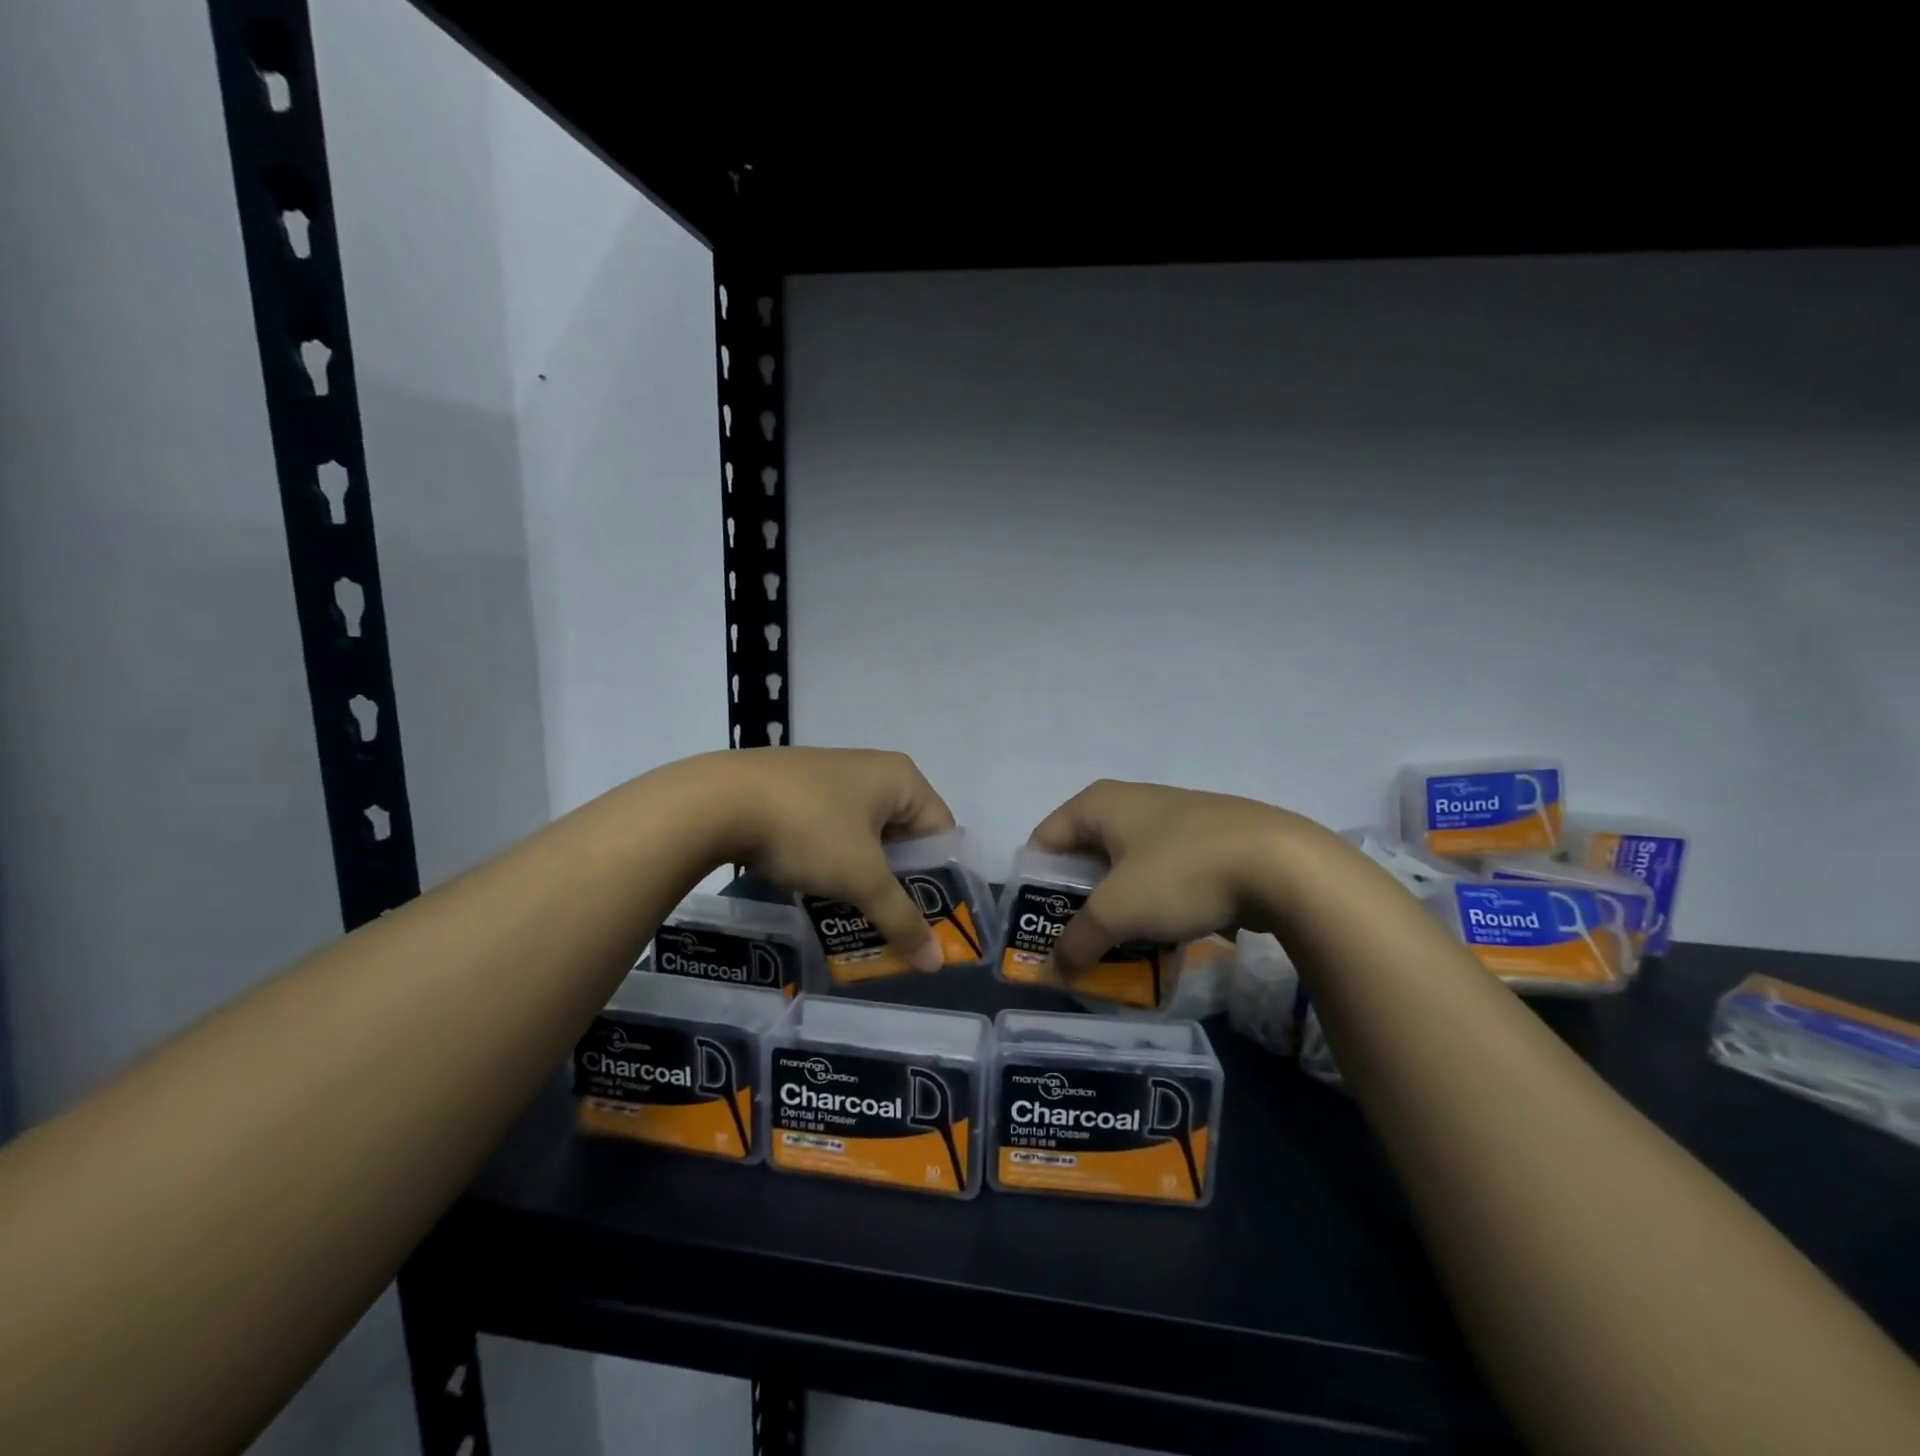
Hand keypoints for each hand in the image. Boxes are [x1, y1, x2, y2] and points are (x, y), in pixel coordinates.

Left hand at [723, 747, 956, 970]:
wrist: (716, 801)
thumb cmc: (808, 830)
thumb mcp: (860, 878)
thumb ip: (901, 919)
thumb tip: (935, 963)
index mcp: (900, 778)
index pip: (941, 831)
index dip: (940, 879)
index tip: (930, 921)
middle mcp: (871, 769)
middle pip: (904, 834)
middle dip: (899, 882)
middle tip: (893, 924)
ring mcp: (831, 775)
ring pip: (865, 835)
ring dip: (865, 876)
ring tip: (856, 916)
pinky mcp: (797, 788)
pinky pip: (833, 829)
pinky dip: (835, 861)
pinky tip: (819, 890)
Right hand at [1026, 779, 1306, 974]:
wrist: (1283, 864)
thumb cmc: (1181, 873)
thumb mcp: (1118, 911)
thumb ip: (1076, 942)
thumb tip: (1051, 972)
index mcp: (1098, 804)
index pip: (1043, 843)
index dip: (1033, 888)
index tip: (1038, 931)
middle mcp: (1130, 803)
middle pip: (1083, 858)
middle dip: (1076, 905)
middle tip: (1075, 947)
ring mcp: (1171, 820)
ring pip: (1124, 870)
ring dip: (1116, 911)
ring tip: (1117, 951)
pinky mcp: (1205, 841)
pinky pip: (1160, 876)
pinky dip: (1152, 906)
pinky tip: (1161, 939)